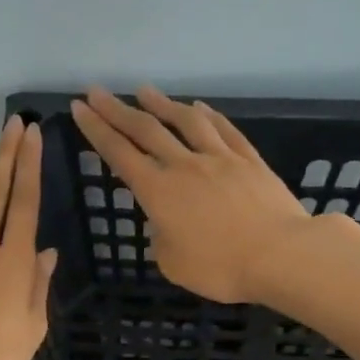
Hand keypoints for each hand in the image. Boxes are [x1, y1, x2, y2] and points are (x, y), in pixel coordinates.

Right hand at [71, 86, 311, 303]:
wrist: (280, 255)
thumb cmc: (221, 268)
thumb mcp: (173, 264)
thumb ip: (161, 238)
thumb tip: (166, 223)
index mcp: (158, 192)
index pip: (119, 154)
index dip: (96, 130)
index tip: (80, 108)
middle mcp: (184, 166)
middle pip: (145, 130)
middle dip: (117, 110)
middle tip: (97, 91)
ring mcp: (219, 158)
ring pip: (185, 122)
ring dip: (161, 104)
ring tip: (144, 91)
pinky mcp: (249, 160)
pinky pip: (223, 130)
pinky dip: (207, 116)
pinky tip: (198, 108)